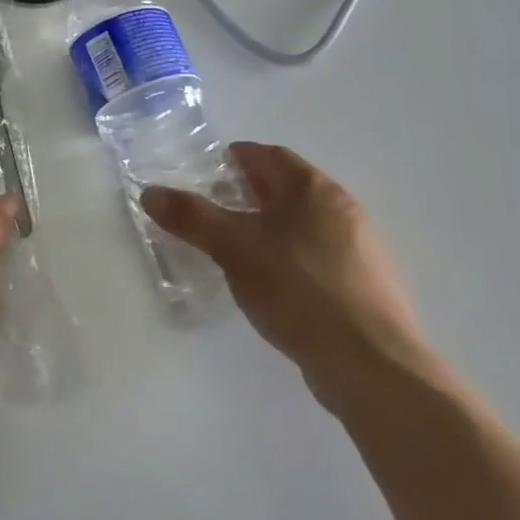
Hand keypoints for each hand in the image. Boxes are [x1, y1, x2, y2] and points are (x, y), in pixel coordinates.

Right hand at [142, 143, 426, 406]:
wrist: (370, 362)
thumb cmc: (297, 289)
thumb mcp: (233, 249)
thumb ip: (192, 217)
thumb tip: (150, 192)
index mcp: (313, 189)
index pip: (271, 156)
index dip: (240, 157)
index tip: (212, 167)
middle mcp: (343, 209)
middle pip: (290, 188)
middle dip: (253, 192)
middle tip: (217, 205)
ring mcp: (361, 249)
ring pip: (306, 224)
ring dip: (273, 226)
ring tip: (239, 247)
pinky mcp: (367, 287)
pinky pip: (319, 257)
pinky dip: (292, 256)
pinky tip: (274, 283)